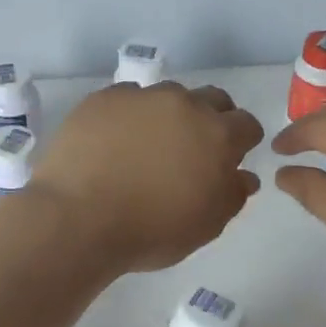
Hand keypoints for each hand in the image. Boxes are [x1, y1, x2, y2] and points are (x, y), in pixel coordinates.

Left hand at [31, 83, 263, 273]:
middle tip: (194, 149)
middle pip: (212, 100)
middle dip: (212, 119)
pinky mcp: (103, 98)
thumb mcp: (205, 226)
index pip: (246, 125)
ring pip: (168, 95)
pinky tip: (115, 141)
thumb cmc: (151, 231)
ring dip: (169, 114)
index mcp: (218, 135)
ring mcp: (141, 97)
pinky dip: (130, 115)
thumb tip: (244, 175)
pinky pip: (127, 99)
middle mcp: (184, 105)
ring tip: (149, 144)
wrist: (79, 219)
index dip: (241, 143)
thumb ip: (232, 195)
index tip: (229, 160)